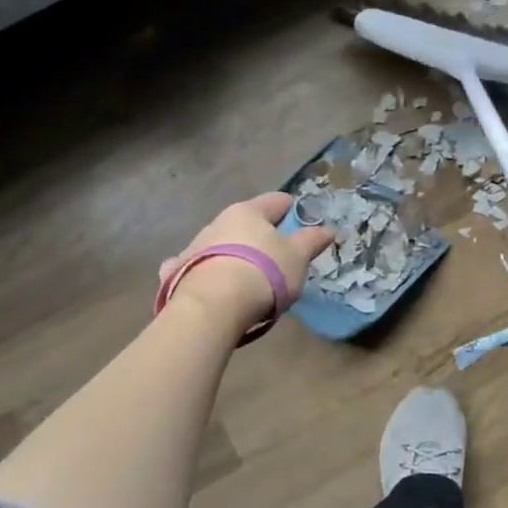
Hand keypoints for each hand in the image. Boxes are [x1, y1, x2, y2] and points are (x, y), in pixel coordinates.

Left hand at [158, 193, 335, 335]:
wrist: (212, 307)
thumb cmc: (263, 273)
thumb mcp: (298, 257)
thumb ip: (312, 240)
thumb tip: (329, 228)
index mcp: (249, 212)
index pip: (276, 201)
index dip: (293, 210)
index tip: (303, 224)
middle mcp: (219, 221)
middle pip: (246, 223)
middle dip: (262, 236)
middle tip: (279, 257)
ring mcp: (196, 245)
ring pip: (223, 243)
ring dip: (235, 253)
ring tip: (249, 277)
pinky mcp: (179, 271)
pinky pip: (198, 266)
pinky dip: (207, 270)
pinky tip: (211, 283)